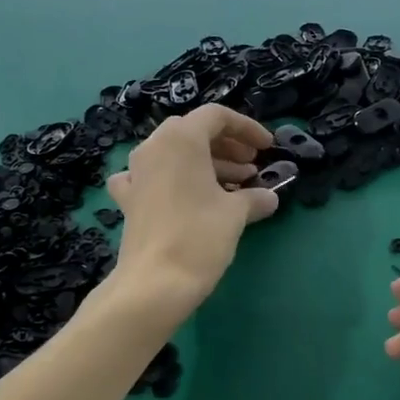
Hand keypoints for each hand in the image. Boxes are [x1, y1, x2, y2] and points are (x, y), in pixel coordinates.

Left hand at [106, 105, 278, 317]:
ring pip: (174, 155)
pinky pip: (151, 178)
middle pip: (194, 133)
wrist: (155, 283)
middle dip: (227, 147)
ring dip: (206, 165)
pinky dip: (171, 181)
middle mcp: (153, 147)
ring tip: (234, 188)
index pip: (217, 116)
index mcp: (181, 139)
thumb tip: (269, 197)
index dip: (247, 128)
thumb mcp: (236, 214)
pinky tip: (181, 196)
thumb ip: (254, 197)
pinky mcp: (129, 200)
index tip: (267, 148)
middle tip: (252, 168)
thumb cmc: (200, 236)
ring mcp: (136, 173)